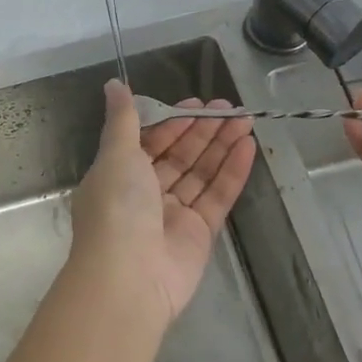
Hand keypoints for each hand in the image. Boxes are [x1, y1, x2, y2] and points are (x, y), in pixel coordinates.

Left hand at [69, 81, 256, 325]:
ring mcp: (173, 214)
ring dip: (222, 145)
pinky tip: (248, 147)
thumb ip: (123, 119)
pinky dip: (233, 172)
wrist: (129, 277)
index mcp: (120, 173)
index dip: (173, 121)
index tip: (198, 104)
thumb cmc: (117, 207)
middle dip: (203, 130)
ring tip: (246, 119)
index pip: (150, 140)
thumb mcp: (116, 154)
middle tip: (230, 107)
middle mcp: (145, 193)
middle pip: (179, 154)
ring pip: (201, 172)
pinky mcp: (200, 234)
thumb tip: (113, 84)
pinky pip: (217, 196)